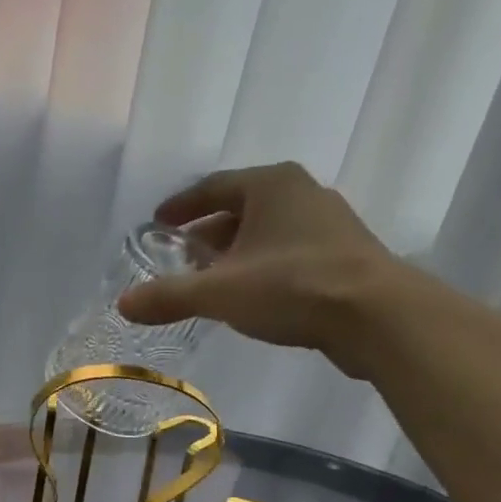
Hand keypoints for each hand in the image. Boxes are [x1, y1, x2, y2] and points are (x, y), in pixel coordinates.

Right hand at [116, 162, 402, 375]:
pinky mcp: (345, 257)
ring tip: (213, 282)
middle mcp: (301, 193)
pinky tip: (253, 298)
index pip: (213, 186)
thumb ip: (169, 296)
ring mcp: (329, 224)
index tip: (159, 223)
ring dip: (237, 254)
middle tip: (182, 258)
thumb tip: (123, 304)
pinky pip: (289, 255)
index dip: (182, 206)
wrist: (377, 316)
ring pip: (268, 234)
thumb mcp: (220, 293)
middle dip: (209, 234)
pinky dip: (263, 269)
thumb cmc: (293, 287)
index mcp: (270, 185)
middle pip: (241, 209)